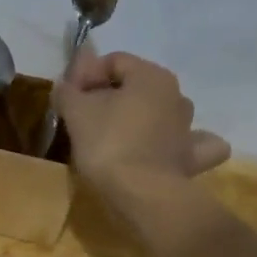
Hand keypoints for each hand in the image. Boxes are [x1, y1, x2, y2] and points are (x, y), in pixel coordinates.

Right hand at [54, 47, 230, 213]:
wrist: (141, 194)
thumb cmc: (108, 143)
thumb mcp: (76, 111)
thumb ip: (67, 91)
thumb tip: (65, 85)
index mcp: (151, 75)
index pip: (113, 61)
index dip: (86, 74)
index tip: (68, 96)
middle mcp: (176, 95)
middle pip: (136, 85)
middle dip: (108, 95)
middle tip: (82, 115)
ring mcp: (189, 127)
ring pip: (160, 111)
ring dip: (138, 116)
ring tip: (112, 134)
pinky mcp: (192, 158)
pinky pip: (185, 143)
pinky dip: (175, 143)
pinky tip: (162, 150)